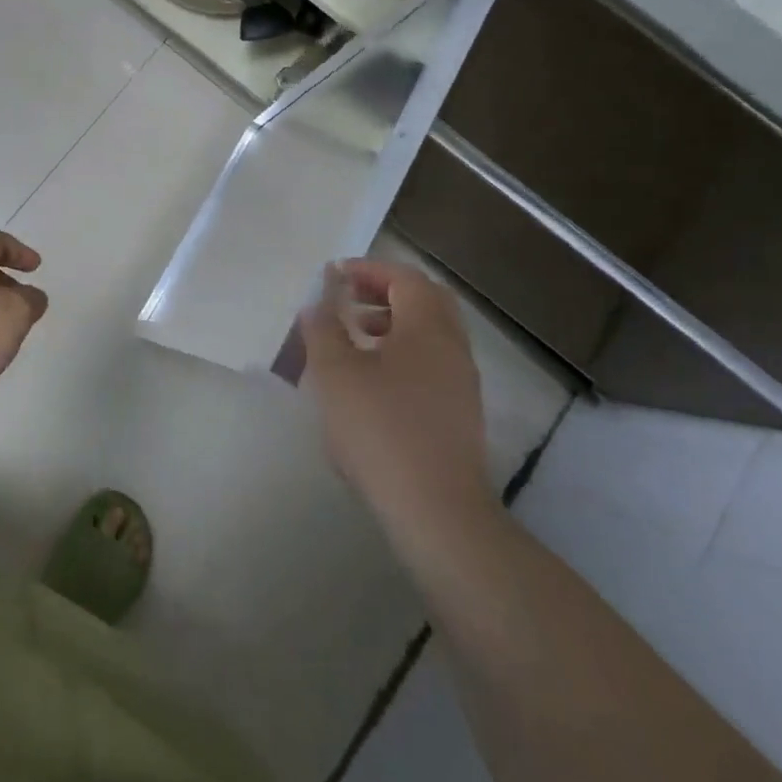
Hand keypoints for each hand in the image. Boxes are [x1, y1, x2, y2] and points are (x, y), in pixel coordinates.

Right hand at [301, 260, 496, 543]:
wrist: (437, 512)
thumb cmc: (381, 430)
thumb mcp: (336, 375)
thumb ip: (323, 330)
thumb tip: (319, 303)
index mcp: (428, 328)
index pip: (405, 278)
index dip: (369, 270)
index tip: (336, 275)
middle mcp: (453, 347)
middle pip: (426, 301)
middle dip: (386, 292)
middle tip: (350, 298)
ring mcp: (462, 383)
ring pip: (431, 334)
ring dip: (394, 323)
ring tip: (354, 337)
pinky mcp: (460, 414)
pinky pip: (432, 363)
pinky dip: (403, 353)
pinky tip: (373, 381)